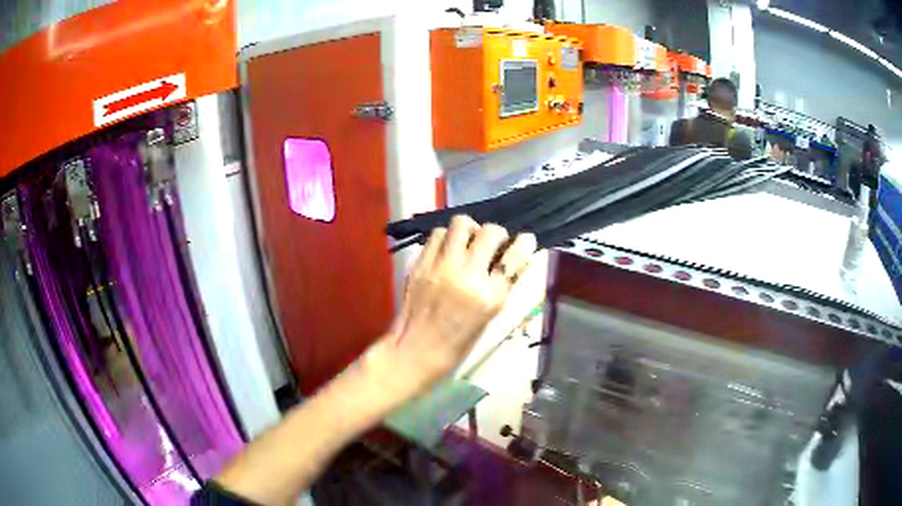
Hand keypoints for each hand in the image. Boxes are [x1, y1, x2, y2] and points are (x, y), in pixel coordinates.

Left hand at [363, 215, 537, 403]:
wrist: (416, 349)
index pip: (515, 256)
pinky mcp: (421, 263)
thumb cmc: (459, 341)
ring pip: (461, 223)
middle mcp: (467, 275)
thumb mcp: (490, 316)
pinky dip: (447, 238)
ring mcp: (441, 266)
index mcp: (489, 296)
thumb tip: (518, 257)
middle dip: (496, 234)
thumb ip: (503, 285)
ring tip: (467, 243)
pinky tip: (447, 250)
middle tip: (492, 244)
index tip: (525, 240)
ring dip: (469, 230)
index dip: (524, 243)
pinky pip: (438, 234)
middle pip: (490, 232)